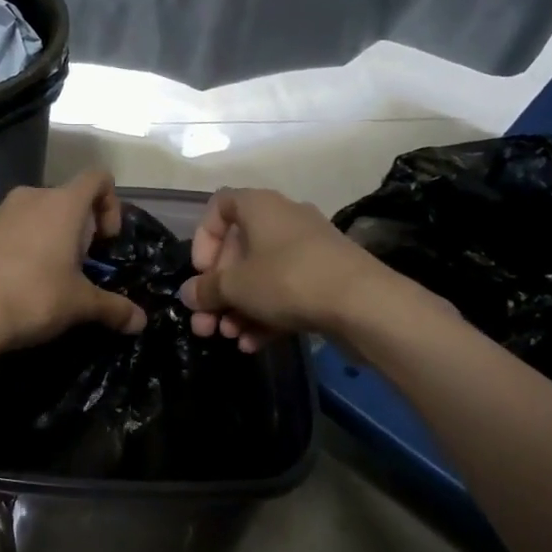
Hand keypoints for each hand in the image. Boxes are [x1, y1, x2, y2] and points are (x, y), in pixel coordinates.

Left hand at [0, 169, 148, 357]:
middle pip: (61, 200)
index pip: (97, 178)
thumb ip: (113, 308)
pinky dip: (5, 251)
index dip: (110, 204)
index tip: (104, 240)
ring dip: (37, 238)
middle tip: (73, 268)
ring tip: (36, 279)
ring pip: (25, 216)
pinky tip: (1, 285)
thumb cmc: (32, 298)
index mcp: (61, 205)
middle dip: (72, 229)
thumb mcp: (79, 306)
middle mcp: (26, 198)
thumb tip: (140, 322)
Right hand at [178, 187, 451, 349]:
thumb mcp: (235, 287)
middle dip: (219, 290)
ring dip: (239, 308)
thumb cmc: (287, 280)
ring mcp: (308, 250)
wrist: (364, 303)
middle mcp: (283, 220)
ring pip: (261, 276)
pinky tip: (254, 344)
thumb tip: (188, 294)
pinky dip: (266, 315)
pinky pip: (285, 292)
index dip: (203, 239)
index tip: (201, 271)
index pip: (219, 206)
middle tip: (206, 322)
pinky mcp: (325, 277)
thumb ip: (206, 289)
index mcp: (259, 206)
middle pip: (238, 250)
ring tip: (229, 337)